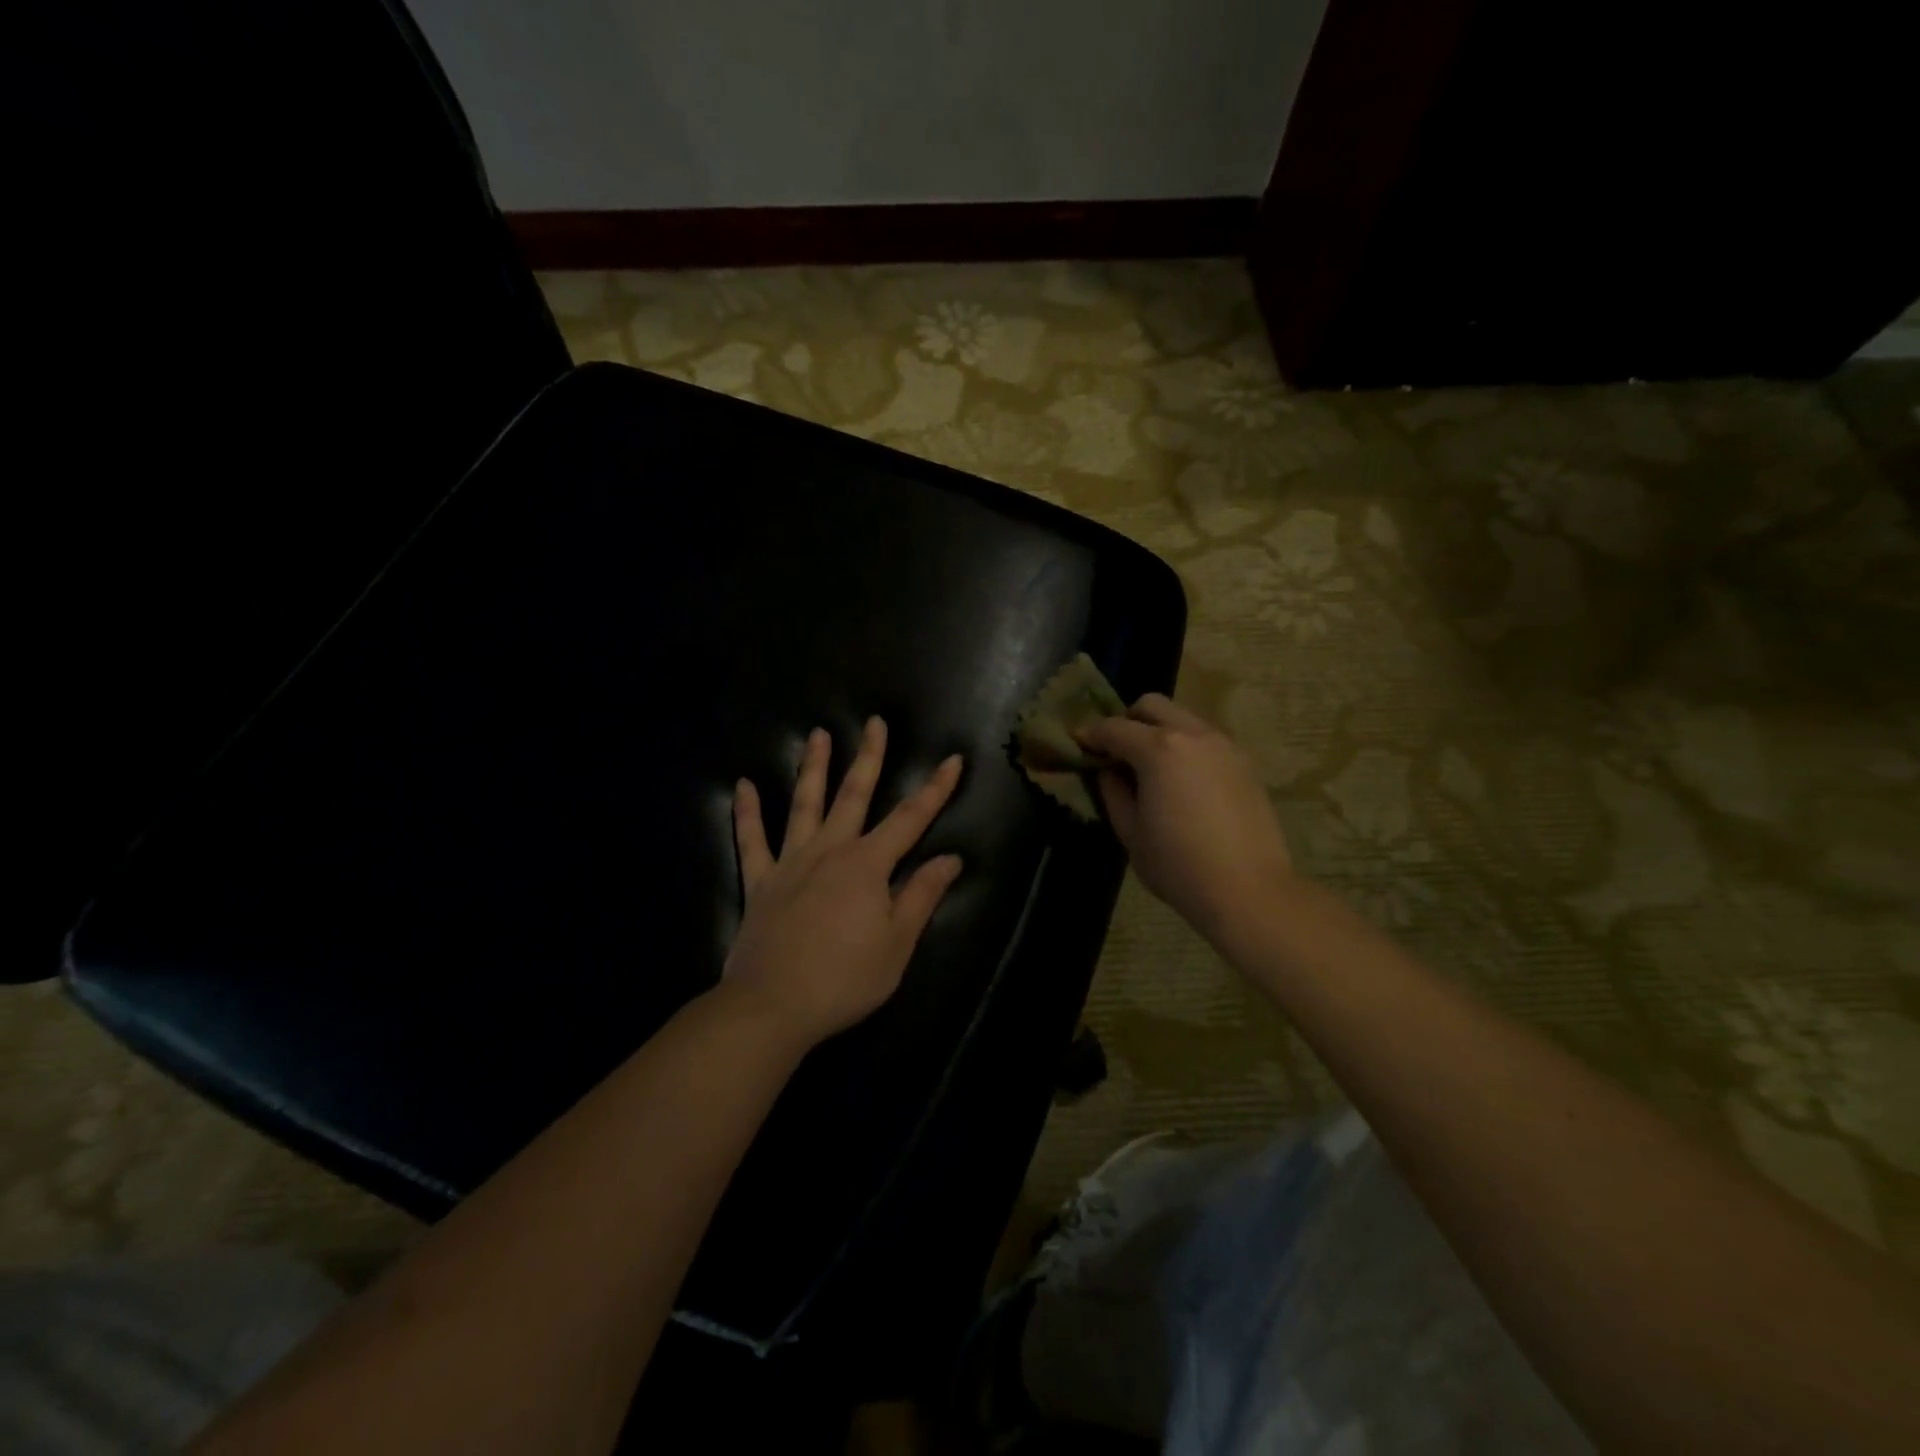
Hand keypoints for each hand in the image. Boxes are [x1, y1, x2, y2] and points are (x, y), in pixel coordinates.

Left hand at [725, 717, 963, 1048]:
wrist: (773, 1005)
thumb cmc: (845, 979)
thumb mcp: (897, 944)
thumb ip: (921, 896)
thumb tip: (950, 858)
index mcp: (868, 865)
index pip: (911, 818)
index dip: (936, 789)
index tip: (953, 759)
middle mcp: (830, 850)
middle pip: (854, 794)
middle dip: (869, 757)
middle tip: (874, 722)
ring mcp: (791, 862)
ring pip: (804, 804)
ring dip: (812, 767)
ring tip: (817, 734)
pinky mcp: (760, 882)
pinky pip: (751, 840)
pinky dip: (747, 812)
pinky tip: (743, 785)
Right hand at [1076, 694, 1292, 941]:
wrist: (1249, 891)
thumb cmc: (1179, 866)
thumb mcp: (1131, 833)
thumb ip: (1113, 793)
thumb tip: (1107, 771)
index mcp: (1159, 749)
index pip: (1113, 728)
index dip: (1090, 734)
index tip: (1077, 744)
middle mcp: (1193, 734)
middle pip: (1151, 706)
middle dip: (1127, 720)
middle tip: (1115, 751)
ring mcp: (1224, 745)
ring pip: (1182, 718)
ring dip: (1158, 731)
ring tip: (1149, 768)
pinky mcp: (1244, 763)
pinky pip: (1205, 739)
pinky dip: (1184, 746)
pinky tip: (1181, 782)